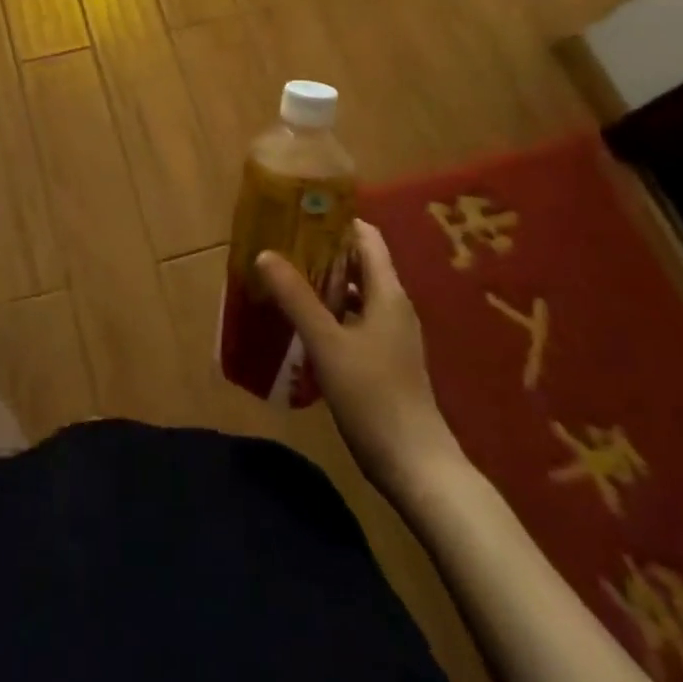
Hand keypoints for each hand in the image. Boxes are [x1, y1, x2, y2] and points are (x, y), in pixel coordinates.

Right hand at [257, 220, 464, 495]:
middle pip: (359, 262)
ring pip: (356, 292)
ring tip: (285, 278)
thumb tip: (265, 254)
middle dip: (322, 250)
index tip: (299, 214)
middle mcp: (393, 306)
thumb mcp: (327, 343)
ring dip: (324, 282)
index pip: (366, 237)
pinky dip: (331, 311)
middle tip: (282, 244)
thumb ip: (296, 298)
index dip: (336, 220)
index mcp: (387, 293)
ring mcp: (392, 335)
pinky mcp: (385, 360)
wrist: (417, 467)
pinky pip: (356, 318)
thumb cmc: (373, 397)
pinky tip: (303, 323)